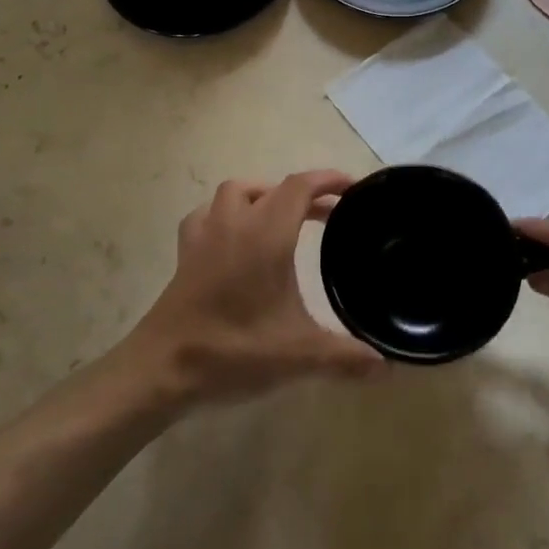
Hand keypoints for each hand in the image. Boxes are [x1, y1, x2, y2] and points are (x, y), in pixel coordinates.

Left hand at [127, 171, 384, 407]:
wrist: (161, 369)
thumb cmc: (233, 351)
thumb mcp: (298, 356)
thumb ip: (345, 357)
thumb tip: (387, 365)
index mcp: (266, 234)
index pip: (300, 187)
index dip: (328, 180)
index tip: (353, 187)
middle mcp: (235, 223)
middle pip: (273, 187)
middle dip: (305, 194)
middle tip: (329, 215)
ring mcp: (205, 235)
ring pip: (236, 192)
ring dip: (264, 196)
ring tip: (284, 219)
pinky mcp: (185, 253)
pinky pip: (207, 214)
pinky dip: (227, 214)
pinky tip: (235, 237)